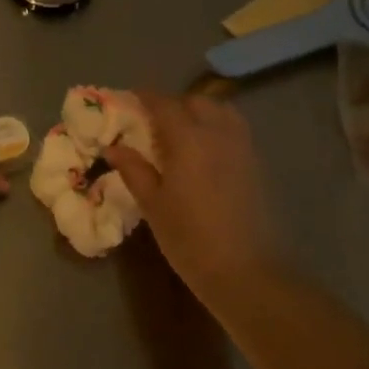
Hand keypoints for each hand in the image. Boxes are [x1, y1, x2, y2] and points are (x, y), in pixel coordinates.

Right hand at [107, 92, 282, 293]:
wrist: (245, 271)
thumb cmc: (189, 238)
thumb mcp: (152, 204)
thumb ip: (133, 169)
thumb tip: (113, 147)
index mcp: (187, 139)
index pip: (164, 104)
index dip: (145, 97)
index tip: (130, 98)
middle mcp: (217, 133)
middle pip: (195, 101)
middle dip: (173, 104)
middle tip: (154, 122)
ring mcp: (241, 147)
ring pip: (220, 110)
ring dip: (199, 111)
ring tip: (182, 132)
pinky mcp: (255, 163)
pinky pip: (234, 129)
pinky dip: (217, 126)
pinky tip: (205, 150)